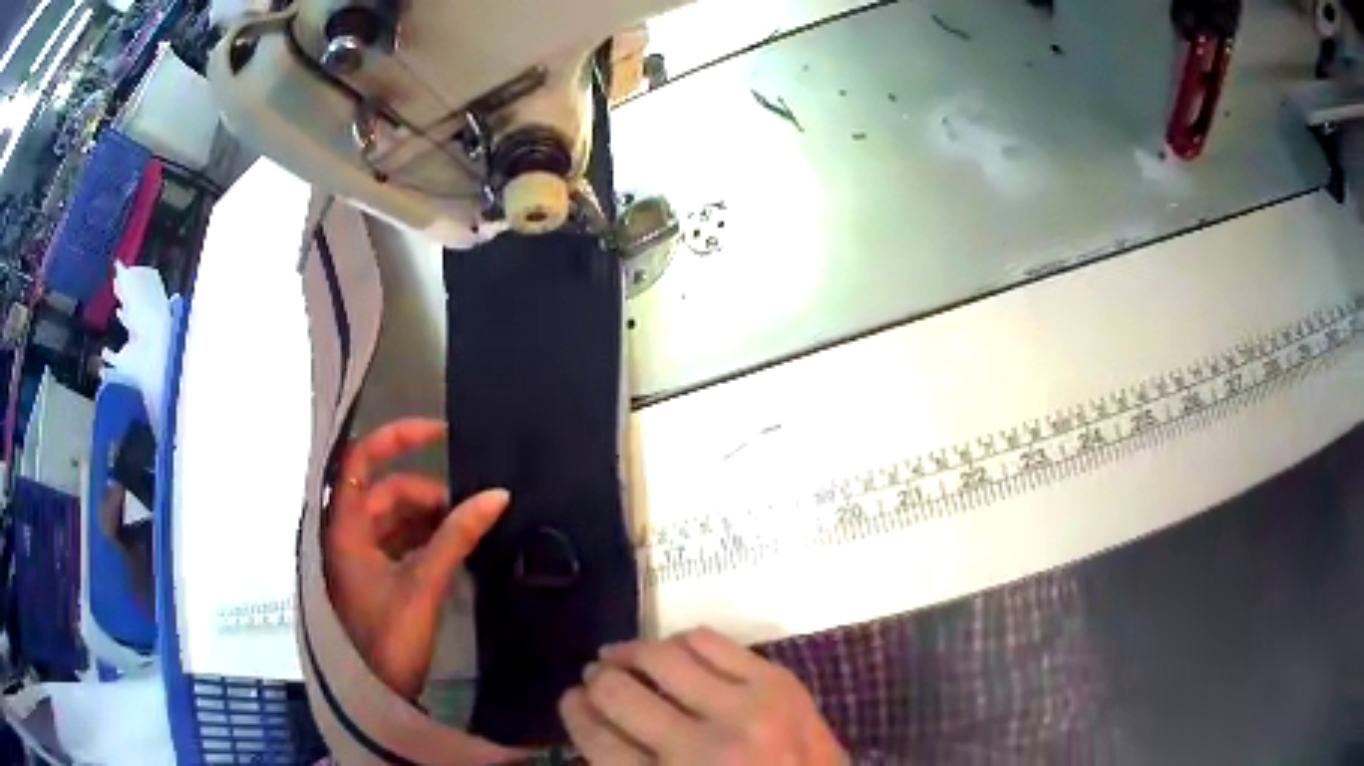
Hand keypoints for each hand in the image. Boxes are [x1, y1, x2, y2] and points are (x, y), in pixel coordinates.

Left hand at [324, 418, 505, 700]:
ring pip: (395, 518)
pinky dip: (426, 539)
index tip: (441, 433)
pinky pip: (400, 541)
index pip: (360, 460)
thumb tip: (497, 494)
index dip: (397, 438)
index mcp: (344, 528)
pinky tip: (454, 548)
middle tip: (470, 508)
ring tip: (468, 528)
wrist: (376, 693)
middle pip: (386, 491)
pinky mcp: (374, 576)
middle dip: (427, 494)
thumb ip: (457, 537)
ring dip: (430, 518)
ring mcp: (359, 556)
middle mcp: (346, 534)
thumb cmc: (389, 639)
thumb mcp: (424, 585)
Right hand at [560, 627, 847, 764]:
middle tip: (595, 678)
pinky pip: (710, 639)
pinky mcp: (778, 682)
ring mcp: (746, 710)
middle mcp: (702, 748)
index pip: (595, 737)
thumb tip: (592, 722)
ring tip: (624, 657)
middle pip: (618, 692)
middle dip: (596, 681)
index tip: (571, 699)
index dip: (574, 712)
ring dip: (631, 654)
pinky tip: (672, 652)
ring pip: (661, 656)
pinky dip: (680, 641)